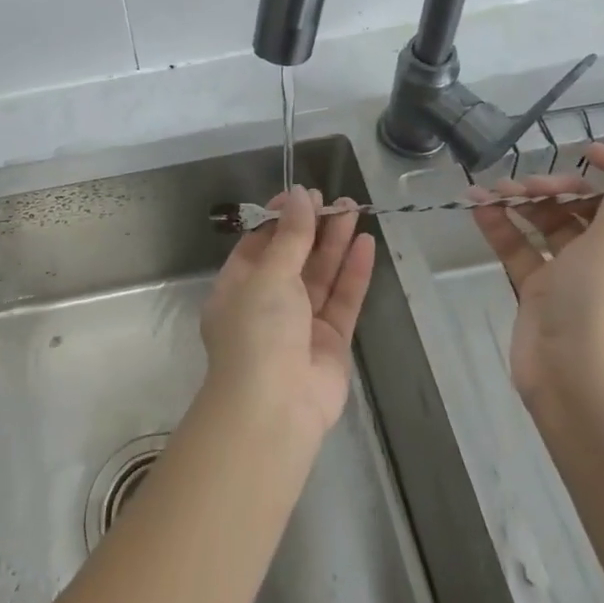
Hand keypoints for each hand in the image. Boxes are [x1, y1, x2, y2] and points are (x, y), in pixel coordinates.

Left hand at [200, 186, 374, 436]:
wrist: (275, 407)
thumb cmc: (258, 330)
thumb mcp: (269, 274)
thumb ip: (290, 236)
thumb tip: (298, 196)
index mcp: (237, 287)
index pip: (258, 244)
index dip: (280, 219)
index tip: (302, 195)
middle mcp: (267, 304)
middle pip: (293, 258)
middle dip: (314, 228)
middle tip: (337, 200)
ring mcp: (300, 324)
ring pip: (320, 276)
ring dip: (336, 244)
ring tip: (354, 209)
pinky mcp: (330, 342)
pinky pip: (342, 300)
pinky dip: (353, 273)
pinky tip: (366, 243)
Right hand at [470, 143, 603, 419]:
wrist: (579, 393)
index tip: (588, 155)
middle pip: (599, 207)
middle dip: (563, 188)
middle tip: (532, 185)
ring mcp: (584, 277)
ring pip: (558, 225)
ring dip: (528, 203)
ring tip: (496, 191)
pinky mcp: (548, 291)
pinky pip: (527, 249)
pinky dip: (506, 228)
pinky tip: (479, 207)